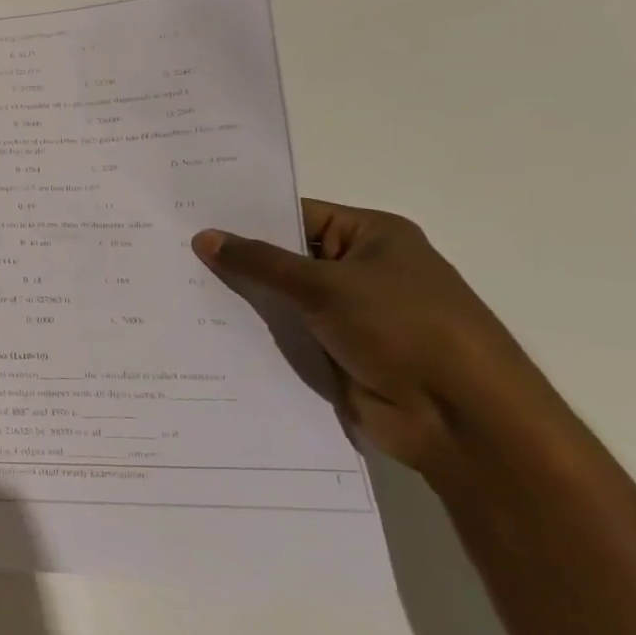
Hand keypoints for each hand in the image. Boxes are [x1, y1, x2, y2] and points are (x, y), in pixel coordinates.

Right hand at [192, 199, 573, 481]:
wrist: (462, 419)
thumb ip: (260, 262)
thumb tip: (203, 237)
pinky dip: (255, 333)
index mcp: (373, 237)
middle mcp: (362, 271)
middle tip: (173, 250)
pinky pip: (287, 334)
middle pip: (287, 257)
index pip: (298, 215)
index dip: (247, 218)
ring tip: (177, 287)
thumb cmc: (404, 329)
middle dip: (238, 259)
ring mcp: (350, 315)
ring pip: (283, 298)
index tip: (192, 216)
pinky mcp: (338, 353)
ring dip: (243, 298)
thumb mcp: (325, 285)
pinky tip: (205, 327)